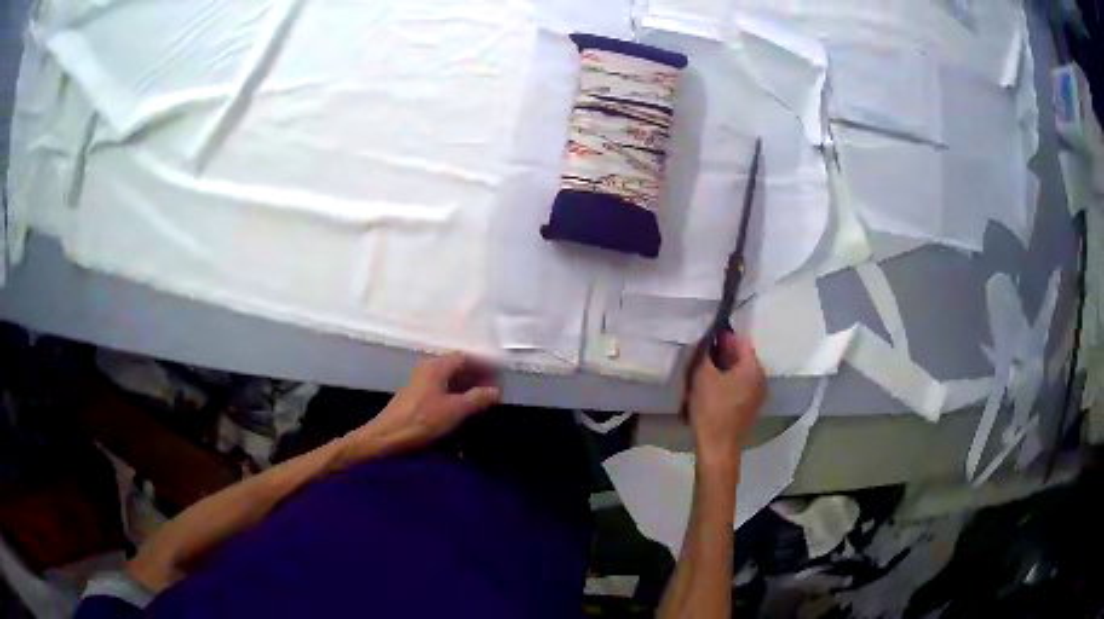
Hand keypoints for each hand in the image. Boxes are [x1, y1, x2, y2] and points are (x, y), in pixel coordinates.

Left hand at [337, 354, 500, 465]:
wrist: (387, 437)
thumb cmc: (422, 421)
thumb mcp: (455, 410)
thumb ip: (477, 398)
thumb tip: (496, 390)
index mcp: (437, 366)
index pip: (465, 357)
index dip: (483, 365)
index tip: (499, 377)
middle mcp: (428, 369)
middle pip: (457, 367)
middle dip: (476, 377)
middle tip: (493, 391)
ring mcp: (420, 382)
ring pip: (449, 379)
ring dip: (466, 388)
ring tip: (482, 402)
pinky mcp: (416, 397)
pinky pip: (441, 389)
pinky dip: (455, 396)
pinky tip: (462, 410)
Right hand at [685, 332, 765, 469]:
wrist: (716, 445)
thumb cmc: (710, 408)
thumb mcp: (702, 375)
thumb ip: (706, 352)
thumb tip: (709, 340)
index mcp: (753, 368)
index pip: (741, 342)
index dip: (723, 337)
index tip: (707, 340)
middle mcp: (761, 378)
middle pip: (742, 357)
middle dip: (724, 354)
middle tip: (703, 355)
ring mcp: (758, 394)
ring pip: (741, 373)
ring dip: (725, 369)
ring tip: (705, 372)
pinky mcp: (750, 407)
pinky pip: (741, 386)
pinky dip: (728, 383)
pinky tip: (712, 389)